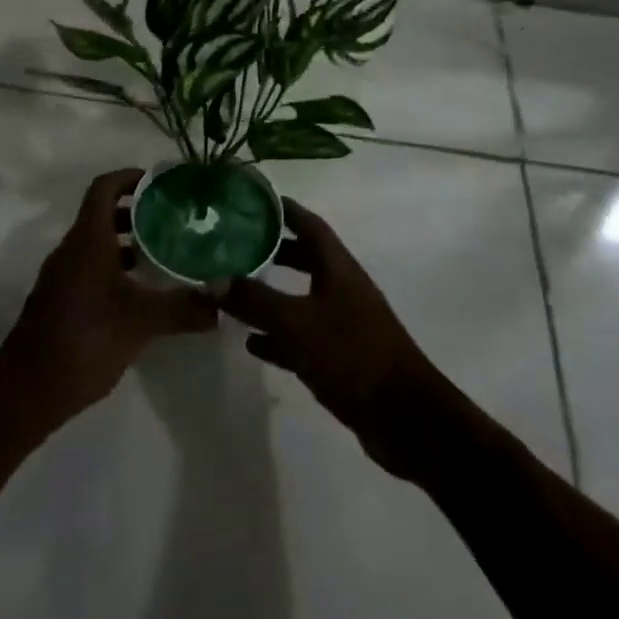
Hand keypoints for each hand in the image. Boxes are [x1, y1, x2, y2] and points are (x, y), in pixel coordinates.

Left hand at [0, 169, 218, 427]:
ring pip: (97, 245)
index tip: (159, 182)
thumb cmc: (84, 339)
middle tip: (172, 220)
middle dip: (137, 213)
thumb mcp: (141, 322)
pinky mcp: (61, 302)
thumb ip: (183, 308)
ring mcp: (63, 277)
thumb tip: (224, 302)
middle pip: (102, 215)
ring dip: (128, 244)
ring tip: (163, 256)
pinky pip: (91, 269)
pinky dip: (116, 270)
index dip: (129, 177)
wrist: (27, 391)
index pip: (104, 188)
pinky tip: (141, 295)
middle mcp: (72, 249)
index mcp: (87, 239)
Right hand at [222, 197, 450, 478]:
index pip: (309, 224)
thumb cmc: (353, 355)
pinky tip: (252, 344)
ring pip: (301, 298)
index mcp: (338, 267)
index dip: (283, 209)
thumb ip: (255, 301)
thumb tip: (212, 279)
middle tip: (236, 245)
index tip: (252, 200)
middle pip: (304, 258)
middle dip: (273, 250)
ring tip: (234, 293)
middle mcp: (342, 288)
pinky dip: (278, 336)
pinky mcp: (341, 358)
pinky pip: (302, 337)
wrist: (406, 419)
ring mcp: (344, 323)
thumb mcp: (297, 323)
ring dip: (271, 294)